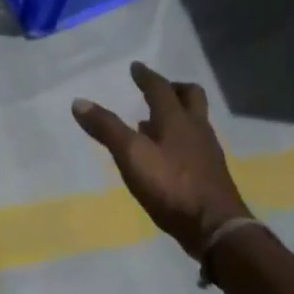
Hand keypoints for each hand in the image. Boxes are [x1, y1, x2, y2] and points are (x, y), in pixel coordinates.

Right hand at [71, 61, 250, 256]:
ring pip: (194, 121)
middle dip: (174, 88)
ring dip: (176, 115)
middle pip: (191, 97)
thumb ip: (107, 128)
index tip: (136, 67)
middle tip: (157, 89)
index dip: (146, 76)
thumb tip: (79, 101)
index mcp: (177, 119)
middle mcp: (196, 129)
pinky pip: (194, 143)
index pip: (160, 89)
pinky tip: (165, 155)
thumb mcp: (131, 155)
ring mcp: (207, 151)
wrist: (214, 226)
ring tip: (154, 122)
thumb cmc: (170, 185)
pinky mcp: (210, 172)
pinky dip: (179, 139)